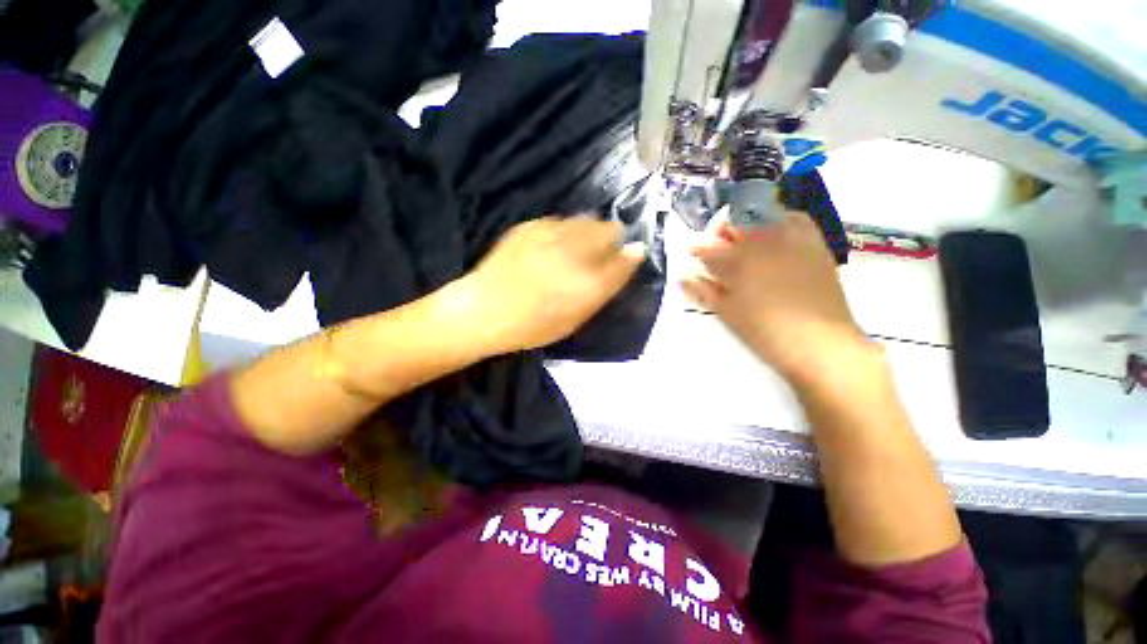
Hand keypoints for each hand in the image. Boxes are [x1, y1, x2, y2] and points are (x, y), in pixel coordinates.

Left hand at [463, 216, 644, 353]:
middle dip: (608, 239)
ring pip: (585, 220)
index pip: (624, 257)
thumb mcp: (578, 316)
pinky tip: (552, 246)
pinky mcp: (530, 226)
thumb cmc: (535, 325)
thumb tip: (634, 252)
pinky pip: (560, 221)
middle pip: (608, 229)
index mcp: (589, 281)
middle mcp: (575, 251)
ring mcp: (551, 233)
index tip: (623, 257)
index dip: (627, 255)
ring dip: (588, 232)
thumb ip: (607, 285)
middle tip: (596, 256)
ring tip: (573, 250)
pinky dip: (563, 231)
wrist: (484, 311)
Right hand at [681, 212, 873, 385]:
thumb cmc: (765, 332)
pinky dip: (781, 220)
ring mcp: (792, 242)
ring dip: (746, 226)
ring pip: (762, 220)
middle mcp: (763, 244)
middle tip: (714, 247)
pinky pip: (796, 221)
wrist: (820, 343)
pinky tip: (774, 233)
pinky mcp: (815, 247)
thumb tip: (682, 276)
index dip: (696, 248)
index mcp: (738, 262)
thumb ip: (702, 291)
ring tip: (741, 239)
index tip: (689, 251)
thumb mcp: (727, 313)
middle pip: (734, 227)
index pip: (708, 246)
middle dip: (719, 234)